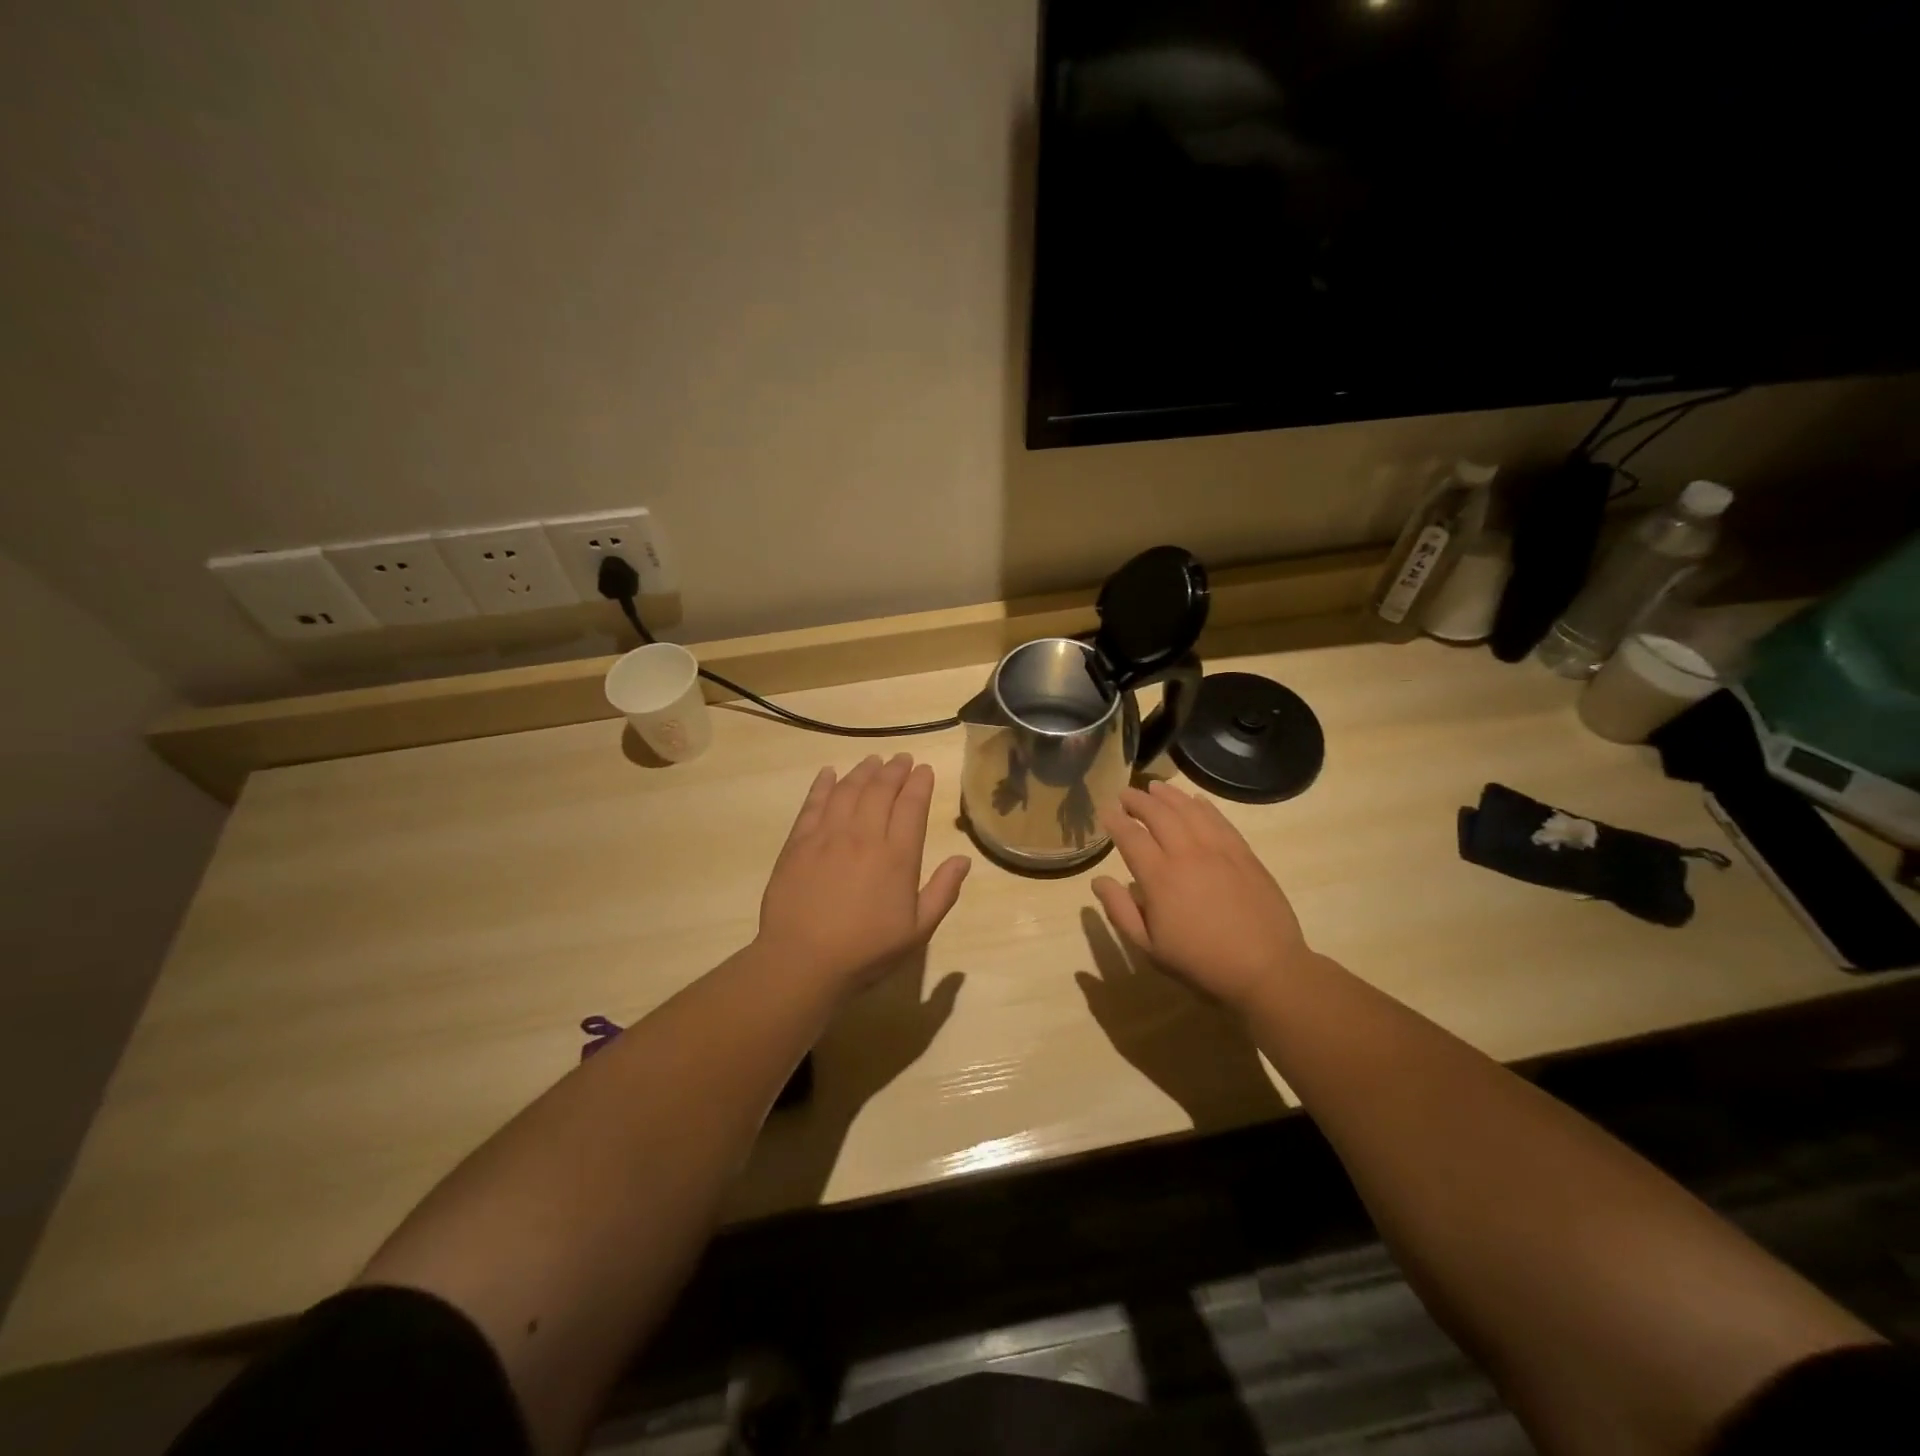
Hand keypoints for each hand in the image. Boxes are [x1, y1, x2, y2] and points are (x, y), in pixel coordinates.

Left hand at [757, 754, 971, 994]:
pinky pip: (813, 804)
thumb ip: (943, 892)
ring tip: (873, 760)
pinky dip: (823, 785)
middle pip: (880, 790)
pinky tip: (829, 774)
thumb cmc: (866, 951)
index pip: (912, 806)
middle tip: (902, 758)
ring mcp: (828, 836)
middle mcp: (864, 836)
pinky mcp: (798, 843)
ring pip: (848, 790)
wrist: (802, 962)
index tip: (924, 769)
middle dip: (894, 770)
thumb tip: (964, 860)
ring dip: (863, 771)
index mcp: (897, 856)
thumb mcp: (917, 930)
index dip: (920, 783)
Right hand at [1092, 781, 1310, 1010]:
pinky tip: (1195, 801)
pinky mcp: (1244, 853)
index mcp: (1160, 878)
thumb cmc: (1201, 963)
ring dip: (1168, 796)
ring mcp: (1219, 850)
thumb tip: (1098, 881)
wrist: (1265, 969)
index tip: (1106, 812)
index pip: (1131, 837)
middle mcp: (1187, 854)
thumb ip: (1121, 911)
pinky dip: (1203, 806)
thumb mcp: (1150, 948)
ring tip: (1154, 787)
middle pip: (1158, 814)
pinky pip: (1219, 820)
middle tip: (1125, 793)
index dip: (1116, 821)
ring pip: (1189, 810)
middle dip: (1138, 801)